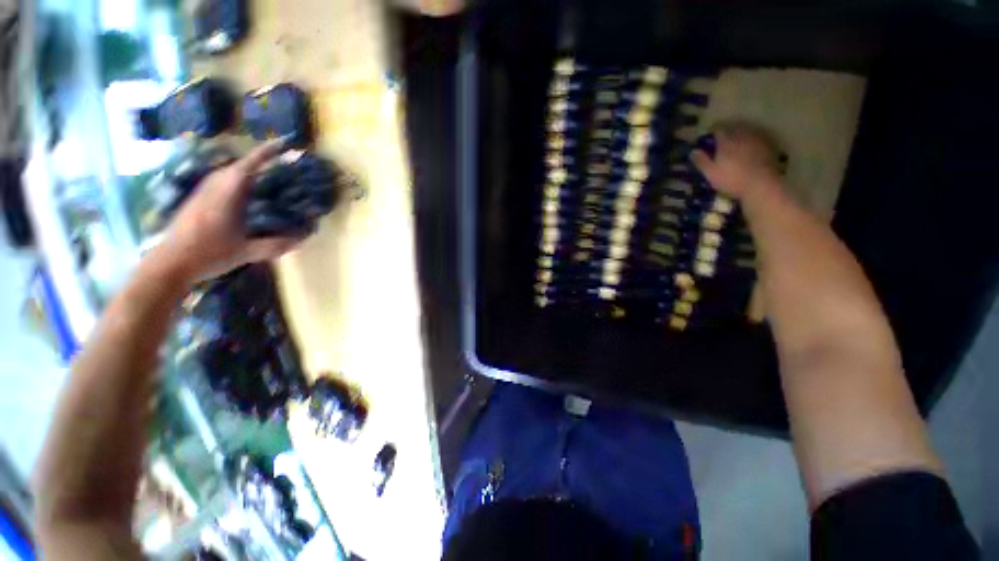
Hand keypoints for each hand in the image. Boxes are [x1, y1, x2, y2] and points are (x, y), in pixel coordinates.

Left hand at [158, 141, 302, 283]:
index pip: (247, 167)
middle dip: (258, 162)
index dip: (265, 153)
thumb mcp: (247, 252)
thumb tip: (303, 240)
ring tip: (264, 178)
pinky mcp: (196, 201)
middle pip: (236, 167)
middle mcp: (213, 188)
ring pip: (226, 174)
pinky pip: (219, 183)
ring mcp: (202, 194)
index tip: (282, 144)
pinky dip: (235, 182)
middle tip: (278, 165)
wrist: (169, 263)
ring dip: (246, 171)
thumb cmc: (209, 255)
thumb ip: (276, 245)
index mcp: (226, 196)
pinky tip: (243, 195)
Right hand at [690, 121, 782, 199]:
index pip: (718, 129)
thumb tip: (693, 151)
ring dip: (741, 134)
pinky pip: (758, 138)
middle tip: (722, 137)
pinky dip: (752, 140)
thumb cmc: (732, 179)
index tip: (708, 134)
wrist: (761, 184)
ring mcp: (757, 140)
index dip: (712, 130)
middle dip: (728, 130)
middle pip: (734, 127)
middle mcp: (742, 136)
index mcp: (726, 141)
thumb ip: (701, 161)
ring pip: (747, 131)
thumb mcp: (710, 173)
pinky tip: (750, 147)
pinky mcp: (768, 146)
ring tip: (737, 141)